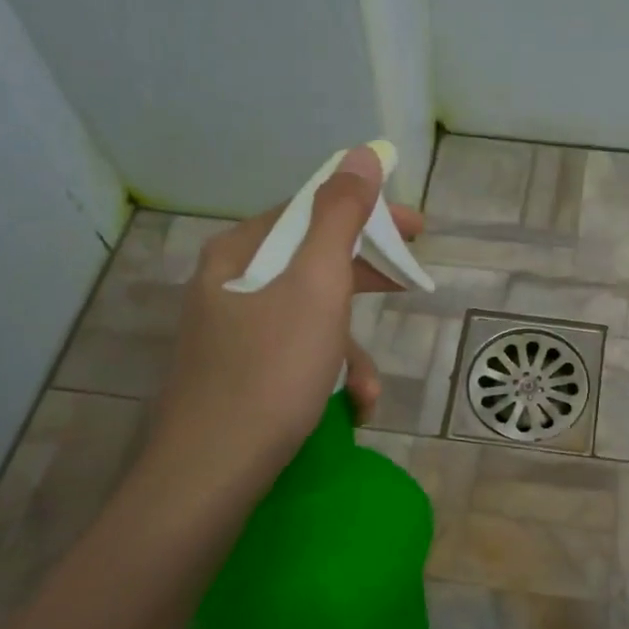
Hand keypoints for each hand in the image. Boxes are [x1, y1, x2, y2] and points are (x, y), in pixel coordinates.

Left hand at [141, 145, 424, 496]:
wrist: (211, 473)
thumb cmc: (271, 369)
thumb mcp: (317, 284)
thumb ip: (340, 216)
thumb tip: (361, 155)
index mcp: (241, 253)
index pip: (313, 211)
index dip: (369, 214)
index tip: (418, 229)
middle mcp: (229, 285)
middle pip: (313, 264)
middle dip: (365, 283)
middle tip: (410, 284)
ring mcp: (230, 334)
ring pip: (309, 320)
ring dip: (350, 351)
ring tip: (365, 393)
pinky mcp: (237, 377)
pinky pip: (295, 358)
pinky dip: (326, 377)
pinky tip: (345, 410)